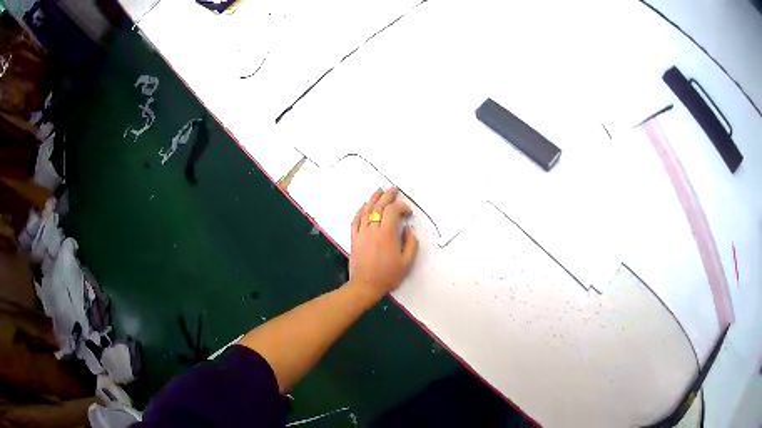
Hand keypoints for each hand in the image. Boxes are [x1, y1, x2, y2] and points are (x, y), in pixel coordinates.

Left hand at [348, 187, 418, 303]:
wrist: (365, 285)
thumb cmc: (388, 275)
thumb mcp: (407, 262)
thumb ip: (411, 243)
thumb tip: (407, 229)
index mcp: (386, 234)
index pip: (393, 211)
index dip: (401, 207)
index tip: (408, 212)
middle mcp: (372, 229)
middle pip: (379, 206)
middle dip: (388, 196)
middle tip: (394, 189)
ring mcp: (361, 232)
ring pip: (366, 210)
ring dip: (373, 198)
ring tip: (379, 190)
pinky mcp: (354, 237)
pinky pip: (356, 219)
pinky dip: (360, 210)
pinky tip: (364, 205)